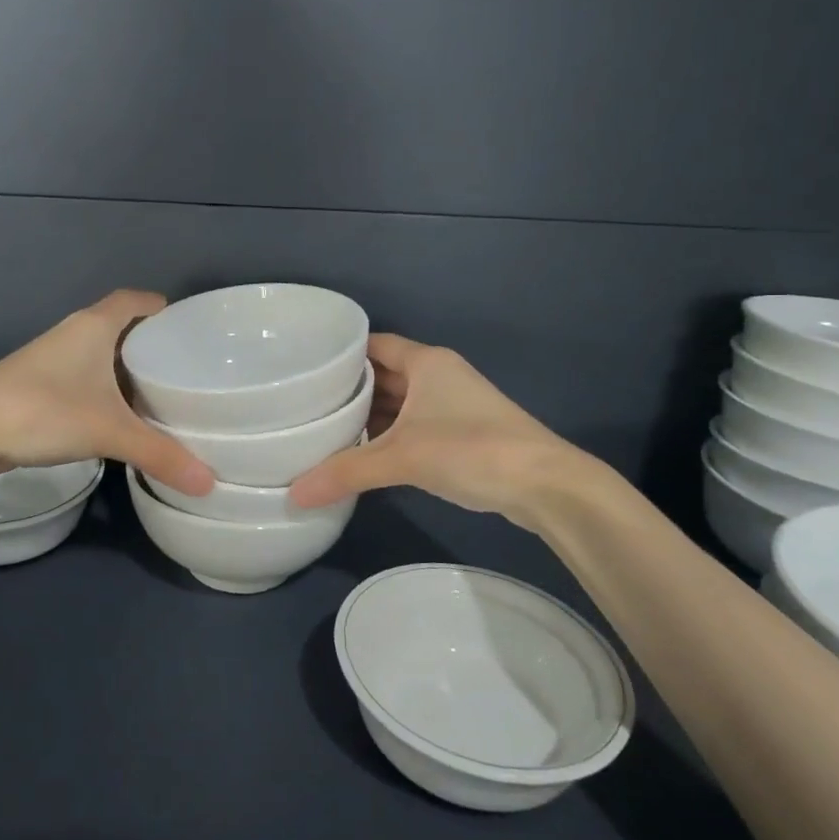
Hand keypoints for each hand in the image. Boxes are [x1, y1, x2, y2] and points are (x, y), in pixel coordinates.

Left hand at [0, 290, 214, 494]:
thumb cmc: (43, 411)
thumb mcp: (109, 431)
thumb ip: (160, 455)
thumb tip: (210, 483)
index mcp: (94, 325)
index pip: (135, 300)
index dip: (162, 309)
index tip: (189, 330)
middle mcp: (74, 333)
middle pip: (121, 326)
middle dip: (151, 344)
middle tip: (185, 369)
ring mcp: (52, 359)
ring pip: (100, 354)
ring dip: (126, 370)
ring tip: (161, 395)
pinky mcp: (38, 385)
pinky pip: (84, 378)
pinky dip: (105, 390)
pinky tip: (120, 417)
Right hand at [288, 333, 613, 521]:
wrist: (546, 485)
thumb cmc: (471, 449)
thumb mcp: (403, 457)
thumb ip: (346, 472)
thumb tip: (293, 495)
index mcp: (426, 362)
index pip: (373, 344)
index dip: (340, 354)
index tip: (304, 368)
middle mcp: (439, 376)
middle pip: (383, 375)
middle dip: (349, 390)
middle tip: (304, 404)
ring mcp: (452, 405)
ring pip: (399, 404)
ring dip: (369, 417)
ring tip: (324, 430)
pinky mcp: (461, 434)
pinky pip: (413, 426)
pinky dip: (389, 437)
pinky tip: (363, 455)